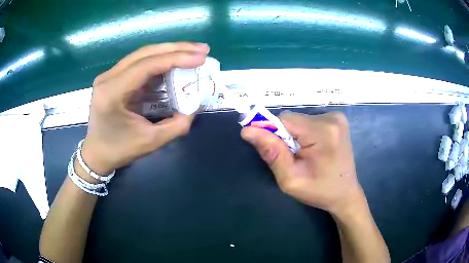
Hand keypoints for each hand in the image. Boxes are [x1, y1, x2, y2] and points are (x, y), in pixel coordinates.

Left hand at [81, 42, 210, 174]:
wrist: (97, 153)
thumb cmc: (119, 150)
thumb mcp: (151, 141)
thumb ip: (177, 125)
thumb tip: (196, 106)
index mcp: (112, 92)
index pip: (146, 65)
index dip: (176, 58)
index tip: (200, 58)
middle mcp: (108, 77)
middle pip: (145, 53)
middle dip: (176, 49)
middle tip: (202, 49)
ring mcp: (109, 75)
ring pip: (143, 55)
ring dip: (169, 52)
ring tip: (193, 53)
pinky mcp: (114, 77)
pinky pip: (139, 64)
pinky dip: (159, 62)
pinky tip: (175, 63)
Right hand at [241, 111, 364, 216]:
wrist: (345, 193)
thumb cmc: (319, 191)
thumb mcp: (291, 180)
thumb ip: (272, 153)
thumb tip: (248, 130)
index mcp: (323, 132)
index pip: (284, 120)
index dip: (273, 133)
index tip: (274, 152)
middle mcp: (331, 118)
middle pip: (292, 119)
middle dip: (285, 137)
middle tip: (293, 159)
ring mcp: (337, 117)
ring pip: (299, 120)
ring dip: (295, 136)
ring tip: (304, 156)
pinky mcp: (337, 120)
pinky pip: (309, 121)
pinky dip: (304, 133)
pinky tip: (313, 149)